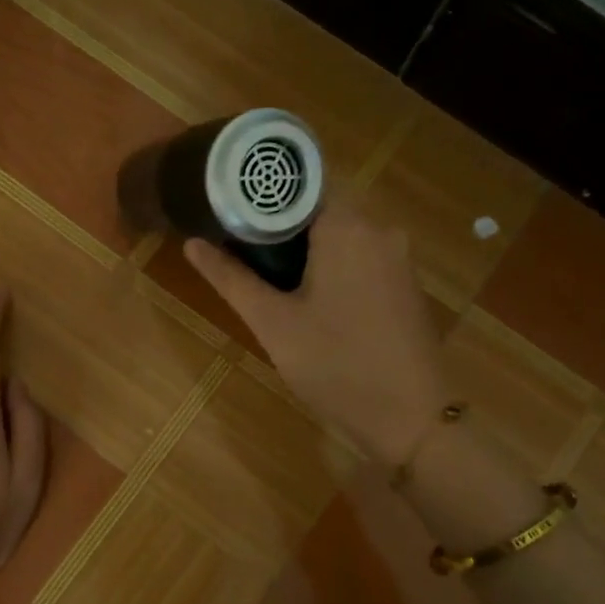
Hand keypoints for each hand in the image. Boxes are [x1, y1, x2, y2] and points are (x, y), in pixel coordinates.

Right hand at [185, 200, 447, 466]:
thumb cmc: (336, 366)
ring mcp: (398, 258)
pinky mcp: (405, 284)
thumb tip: (192, 243)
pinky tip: (308, 297)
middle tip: (239, 249)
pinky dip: (331, 265)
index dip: (261, 195)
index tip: (229, 213)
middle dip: (279, 225)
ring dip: (304, 248)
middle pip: (319, 208)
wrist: (412, 419)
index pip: (299, 184)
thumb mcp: (273, 324)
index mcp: (348, 226)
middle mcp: (380, 229)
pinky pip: (361, 257)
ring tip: (265, 274)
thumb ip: (231, 279)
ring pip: (341, 234)